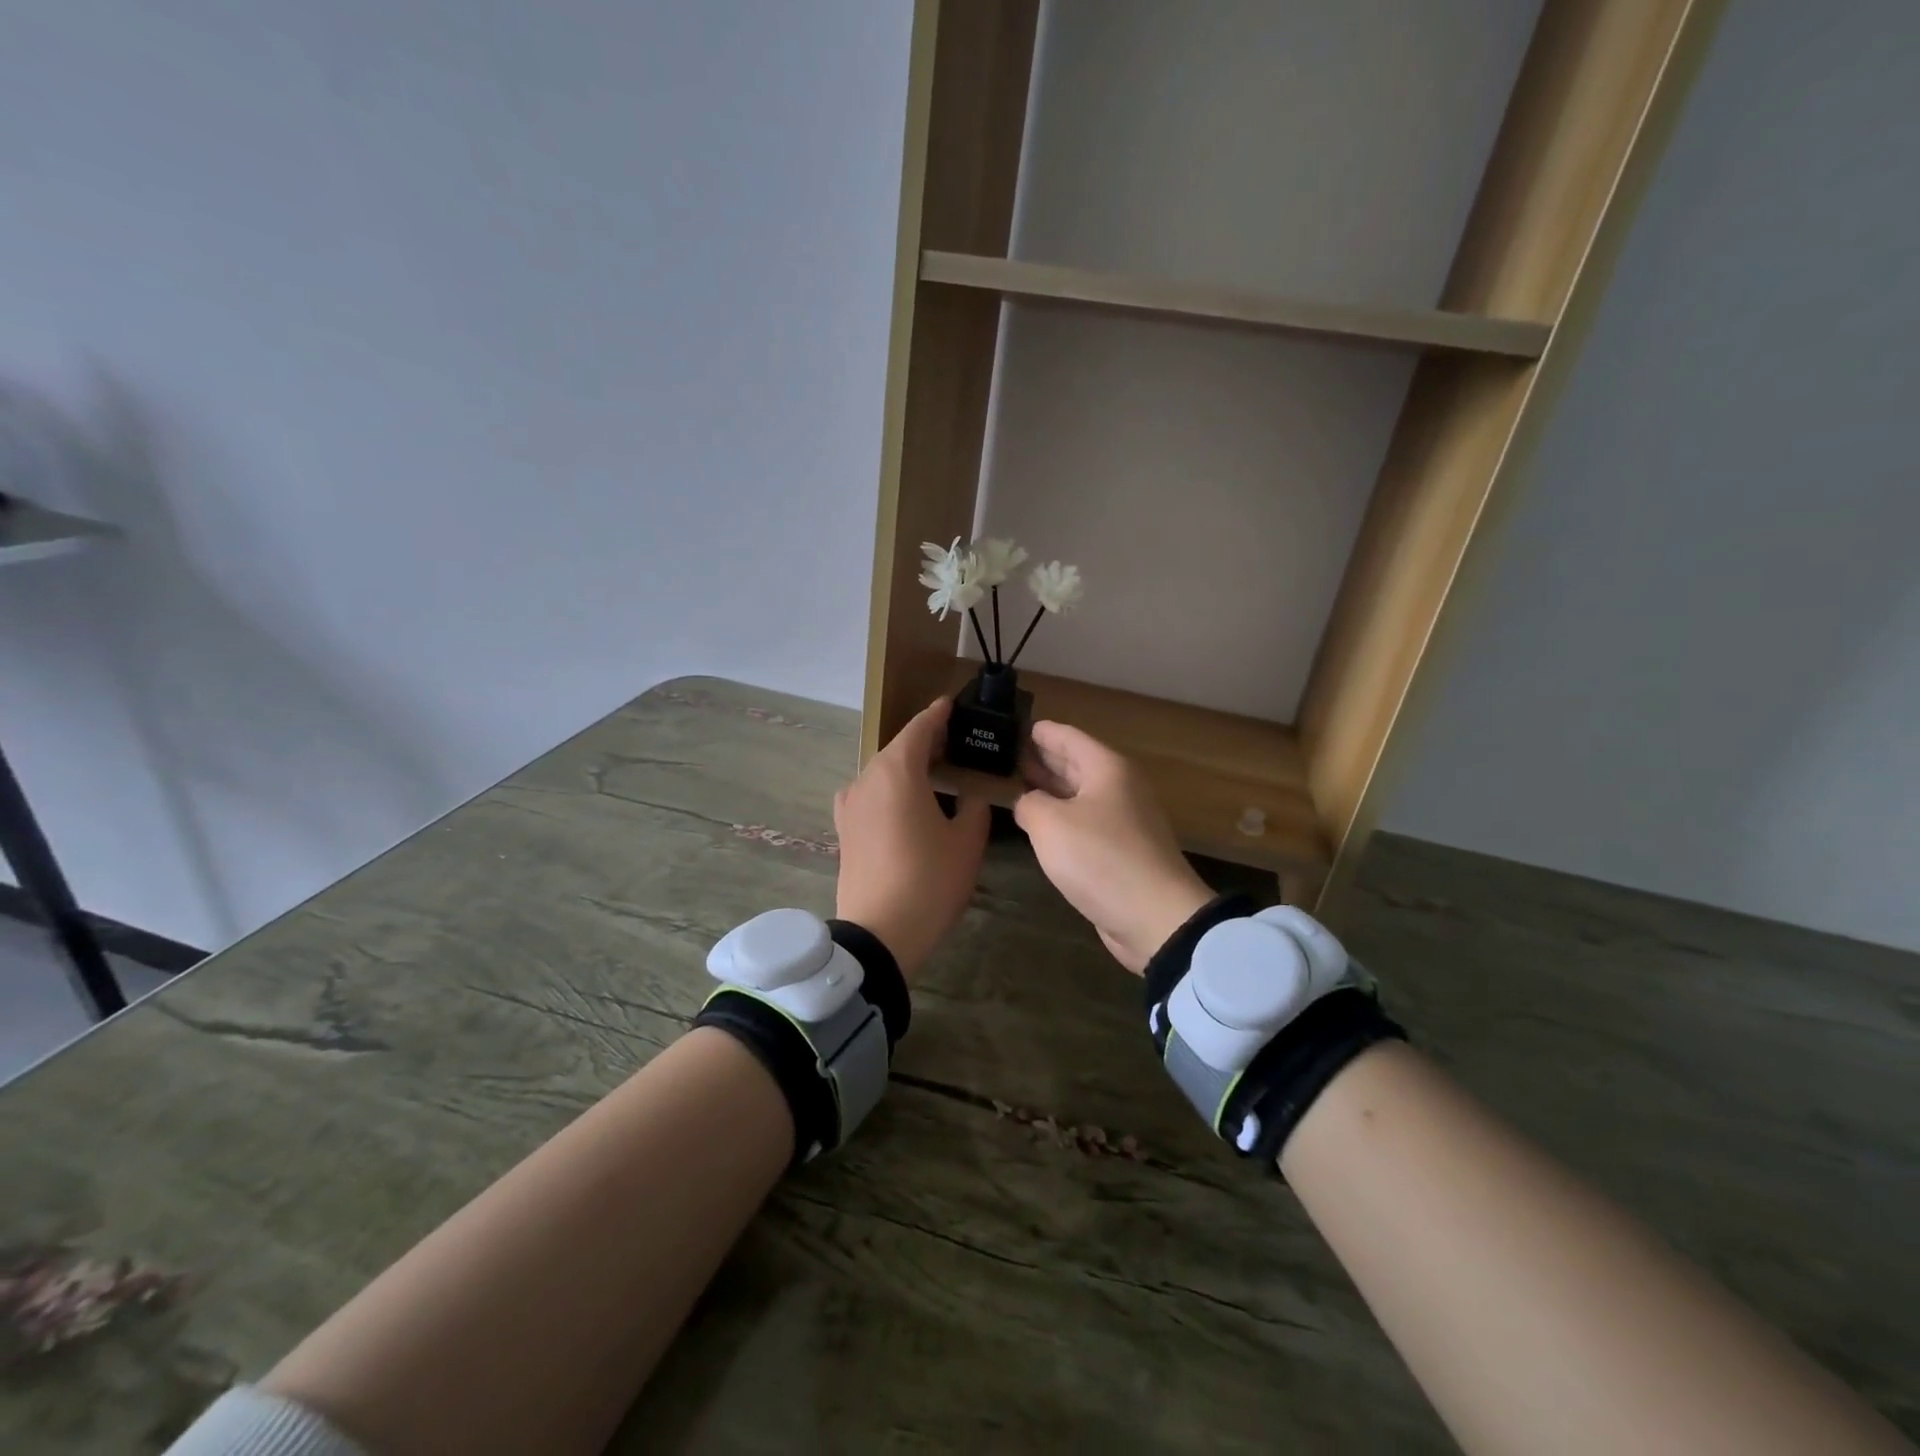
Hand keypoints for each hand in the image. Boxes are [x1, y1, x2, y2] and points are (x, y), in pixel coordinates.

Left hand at [834, 697, 989, 979]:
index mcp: (897, 771)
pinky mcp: (844, 828)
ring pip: (882, 771)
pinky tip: (909, 804)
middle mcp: (866, 778)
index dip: (937, 714)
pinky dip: (891, 789)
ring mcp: (850, 804)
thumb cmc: (929, 881)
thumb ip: (972, 806)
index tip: (952, 705)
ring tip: (937, 774)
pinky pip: (871, 794)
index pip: (919, 728)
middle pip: (898, 748)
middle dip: (925, 742)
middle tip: (956, 744)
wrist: (879, 933)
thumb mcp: (966, 842)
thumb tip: (968, 795)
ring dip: (908, 767)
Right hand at [1013, 722, 1212, 974]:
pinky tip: (1040, 824)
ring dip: (1051, 789)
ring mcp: (1123, 820)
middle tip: (1008, 753)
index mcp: (1107, 769)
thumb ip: (1029, 804)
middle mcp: (1118, 787)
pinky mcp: (1121, 851)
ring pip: (1080, 794)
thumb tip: (1028, 803)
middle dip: (1043, 758)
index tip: (1015, 725)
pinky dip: (1062, 817)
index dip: (1041, 731)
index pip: (1068, 737)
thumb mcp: (1050, 824)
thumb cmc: (1100, 857)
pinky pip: (1085, 822)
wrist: (1155, 917)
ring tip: (1017, 783)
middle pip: (1076, 763)